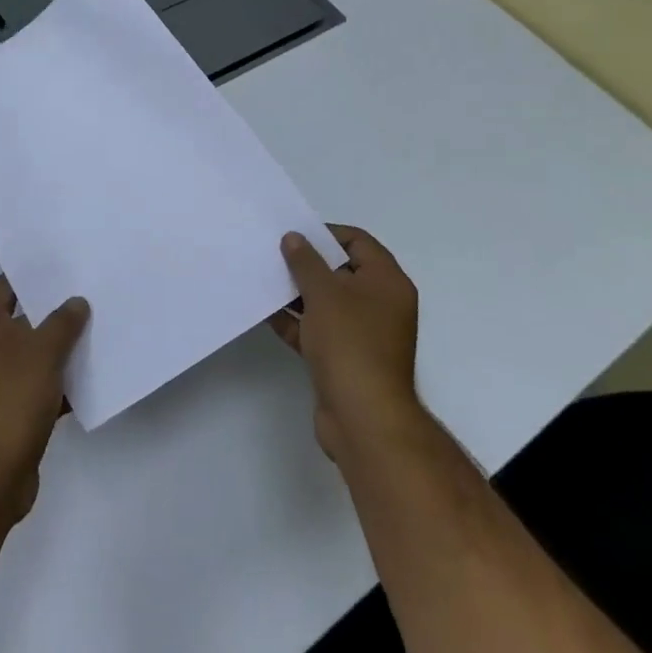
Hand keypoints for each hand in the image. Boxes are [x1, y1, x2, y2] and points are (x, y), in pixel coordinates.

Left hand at [0, 276, 89, 523]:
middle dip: (54, 311)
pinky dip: (59, 382)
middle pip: (21, 319)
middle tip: (90, 295)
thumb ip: (63, 322)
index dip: (33, 274)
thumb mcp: (43, 351)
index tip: (65, 266)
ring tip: (99, 331)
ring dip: (60, 349)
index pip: (6, 285)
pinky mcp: (8, 411)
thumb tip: (76, 302)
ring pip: (32, 354)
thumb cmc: (11, 397)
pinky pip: (38, 386)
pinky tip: (91, 377)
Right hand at [270, 226, 423, 463]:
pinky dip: (296, 321)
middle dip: (307, 263)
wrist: (363, 418)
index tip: (294, 234)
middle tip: (273, 254)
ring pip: (327, 302)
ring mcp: (363, 334)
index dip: (326, 234)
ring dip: (298, 292)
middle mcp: (380, 305)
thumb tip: (294, 238)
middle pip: (341, 272)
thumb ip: (306, 262)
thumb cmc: (350, 344)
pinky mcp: (344, 359)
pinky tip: (267, 312)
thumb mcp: (324, 294)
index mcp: (387, 283)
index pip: (358, 242)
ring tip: (264, 279)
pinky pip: (318, 330)